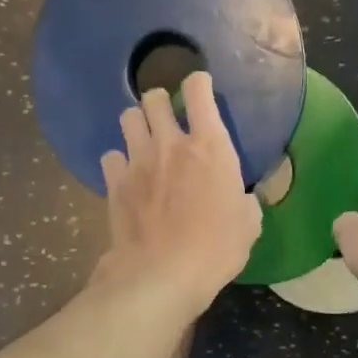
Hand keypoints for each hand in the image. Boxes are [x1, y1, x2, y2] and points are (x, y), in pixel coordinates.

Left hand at [95, 70, 261, 315]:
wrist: (162, 273)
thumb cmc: (216, 249)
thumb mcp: (248, 225)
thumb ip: (245, 202)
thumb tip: (242, 198)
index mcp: (210, 147)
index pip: (199, 91)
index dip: (199, 84)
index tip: (201, 89)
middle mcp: (171, 144)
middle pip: (154, 98)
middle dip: (160, 102)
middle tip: (167, 119)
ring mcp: (138, 161)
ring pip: (127, 118)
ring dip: (137, 125)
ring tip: (143, 141)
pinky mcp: (114, 183)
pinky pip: (110, 156)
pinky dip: (117, 162)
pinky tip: (126, 176)